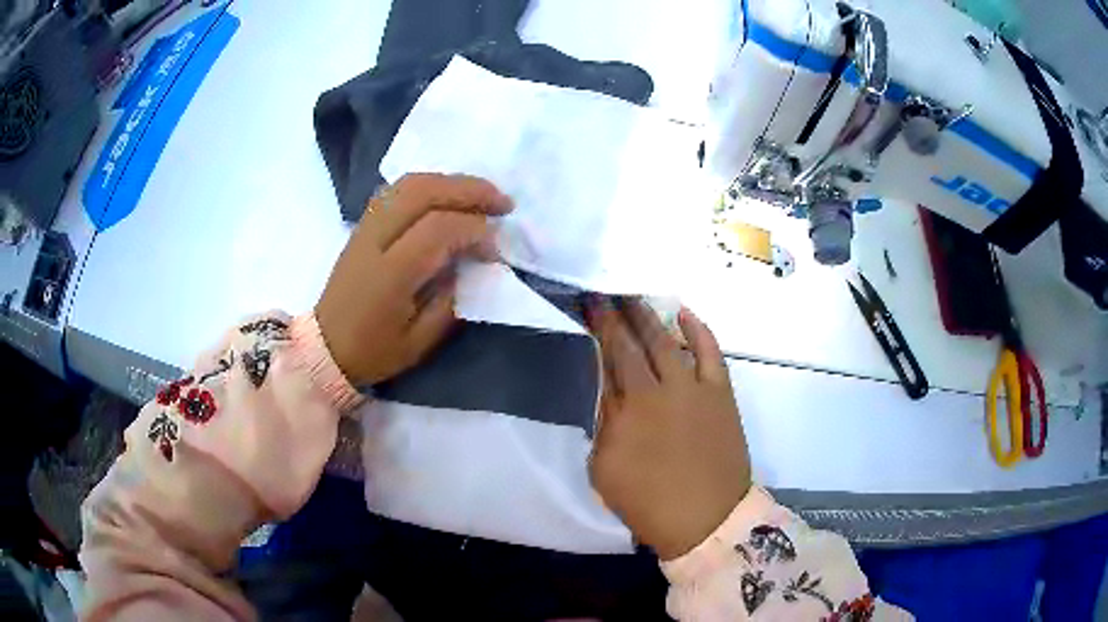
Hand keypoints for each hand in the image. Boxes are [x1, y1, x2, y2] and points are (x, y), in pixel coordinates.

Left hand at [316, 173, 512, 385]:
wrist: (325, 347)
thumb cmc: (373, 351)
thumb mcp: (419, 341)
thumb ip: (449, 300)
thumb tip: (470, 262)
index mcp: (390, 273)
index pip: (439, 229)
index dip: (475, 230)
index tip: (495, 249)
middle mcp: (375, 239)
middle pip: (424, 191)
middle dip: (470, 190)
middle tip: (503, 203)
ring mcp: (365, 226)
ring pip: (409, 183)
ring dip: (450, 182)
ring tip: (481, 195)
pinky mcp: (362, 224)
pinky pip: (396, 189)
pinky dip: (428, 185)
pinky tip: (447, 197)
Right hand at [586, 299, 750, 559]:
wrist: (706, 519)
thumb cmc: (648, 502)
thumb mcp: (605, 469)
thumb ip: (604, 425)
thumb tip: (606, 392)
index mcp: (629, 408)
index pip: (610, 356)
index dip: (599, 328)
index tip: (590, 305)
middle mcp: (661, 389)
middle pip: (636, 343)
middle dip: (619, 315)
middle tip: (607, 294)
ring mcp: (695, 388)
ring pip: (669, 341)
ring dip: (650, 317)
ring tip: (635, 298)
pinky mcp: (721, 394)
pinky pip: (711, 353)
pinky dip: (699, 331)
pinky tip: (685, 314)